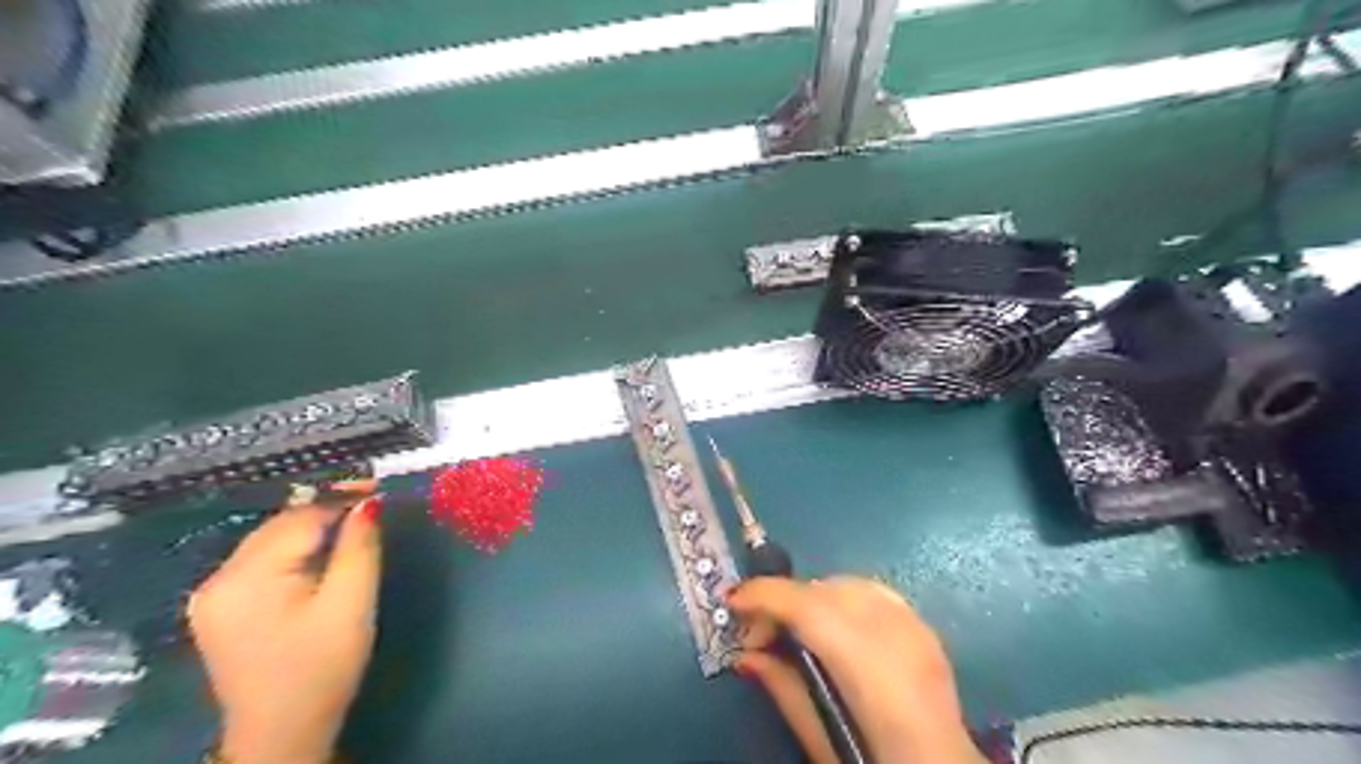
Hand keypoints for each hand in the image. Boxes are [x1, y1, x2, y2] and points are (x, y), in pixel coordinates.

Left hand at [186, 483, 382, 763]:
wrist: (282, 732)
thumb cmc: (322, 668)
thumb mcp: (351, 604)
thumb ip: (359, 548)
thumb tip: (369, 502)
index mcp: (246, 579)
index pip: (300, 518)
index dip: (342, 499)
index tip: (379, 487)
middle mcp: (217, 579)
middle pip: (279, 525)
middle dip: (326, 510)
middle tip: (370, 503)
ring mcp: (212, 594)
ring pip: (270, 540)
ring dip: (310, 528)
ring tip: (352, 522)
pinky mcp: (219, 607)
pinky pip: (261, 559)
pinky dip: (293, 549)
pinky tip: (319, 553)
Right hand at [727, 579, 983, 763]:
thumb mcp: (821, 740)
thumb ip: (784, 688)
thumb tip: (745, 653)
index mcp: (869, 667)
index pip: (807, 608)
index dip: (765, 595)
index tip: (732, 600)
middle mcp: (896, 634)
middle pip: (825, 589)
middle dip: (784, 599)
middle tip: (760, 634)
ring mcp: (916, 626)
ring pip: (849, 583)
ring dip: (813, 597)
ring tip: (796, 631)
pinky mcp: (926, 628)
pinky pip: (873, 593)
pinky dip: (844, 599)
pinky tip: (835, 626)